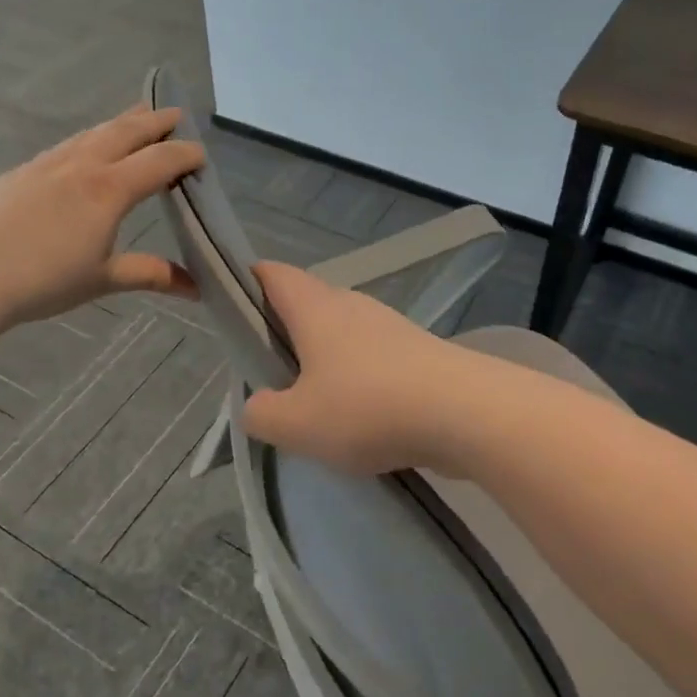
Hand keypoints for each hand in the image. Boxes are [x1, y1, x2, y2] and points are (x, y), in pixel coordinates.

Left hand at [0, 104, 204, 327]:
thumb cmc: (45, 279)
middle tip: (176, 113)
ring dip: (120, 123)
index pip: (158, 162)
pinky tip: (85, 147)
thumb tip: (196, 288)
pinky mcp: (23, 172)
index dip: (184, 154)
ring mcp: (48, 164)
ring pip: (93, 132)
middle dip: (155, 121)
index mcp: (109, 190)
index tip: (202, 154)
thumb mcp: (104, 279)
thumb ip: (151, 275)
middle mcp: (82, 166)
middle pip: (126, 132)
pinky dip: (89, 138)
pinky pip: (67, 144)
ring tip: (136, 116)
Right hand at [241, 262, 476, 475]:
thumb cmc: (368, 408)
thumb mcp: (296, 423)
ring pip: (341, 332)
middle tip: (267, 372)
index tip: (231, 312)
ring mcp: (389, 326)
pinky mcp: (417, 352)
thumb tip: (258, 404)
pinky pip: (372, 357)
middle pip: (306, 303)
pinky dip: (356, 377)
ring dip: (322, 358)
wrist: (465, 413)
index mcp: (315, 308)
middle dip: (283, 330)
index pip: (271, 273)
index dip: (246, 282)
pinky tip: (358, 416)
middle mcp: (351, 305)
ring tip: (311, 402)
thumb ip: (261, 413)